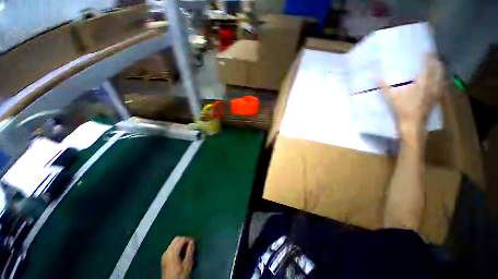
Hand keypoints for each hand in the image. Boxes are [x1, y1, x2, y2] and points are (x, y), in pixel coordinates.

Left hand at [161, 237, 194, 278]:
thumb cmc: (180, 276)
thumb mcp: (187, 265)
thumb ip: (190, 252)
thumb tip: (192, 242)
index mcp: (172, 253)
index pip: (181, 239)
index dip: (189, 239)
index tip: (194, 243)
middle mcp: (167, 252)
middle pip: (177, 239)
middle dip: (185, 240)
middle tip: (191, 246)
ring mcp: (164, 255)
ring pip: (174, 243)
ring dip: (181, 244)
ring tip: (187, 250)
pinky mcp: (164, 258)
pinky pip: (172, 247)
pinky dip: (178, 247)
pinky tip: (182, 254)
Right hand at [381, 54, 443, 145]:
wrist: (414, 125)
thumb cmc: (403, 111)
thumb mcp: (392, 99)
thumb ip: (386, 88)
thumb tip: (377, 78)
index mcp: (422, 84)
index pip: (427, 67)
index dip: (428, 58)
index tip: (426, 51)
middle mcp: (432, 86)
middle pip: (438, 71)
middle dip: (436, 62)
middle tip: (433, 56)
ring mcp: (436, 93)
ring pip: (442, 78)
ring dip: (440, 70)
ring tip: (438, 65)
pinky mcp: (436, 99)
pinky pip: (441, 86)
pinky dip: (441, 80)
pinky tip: (439, 80)